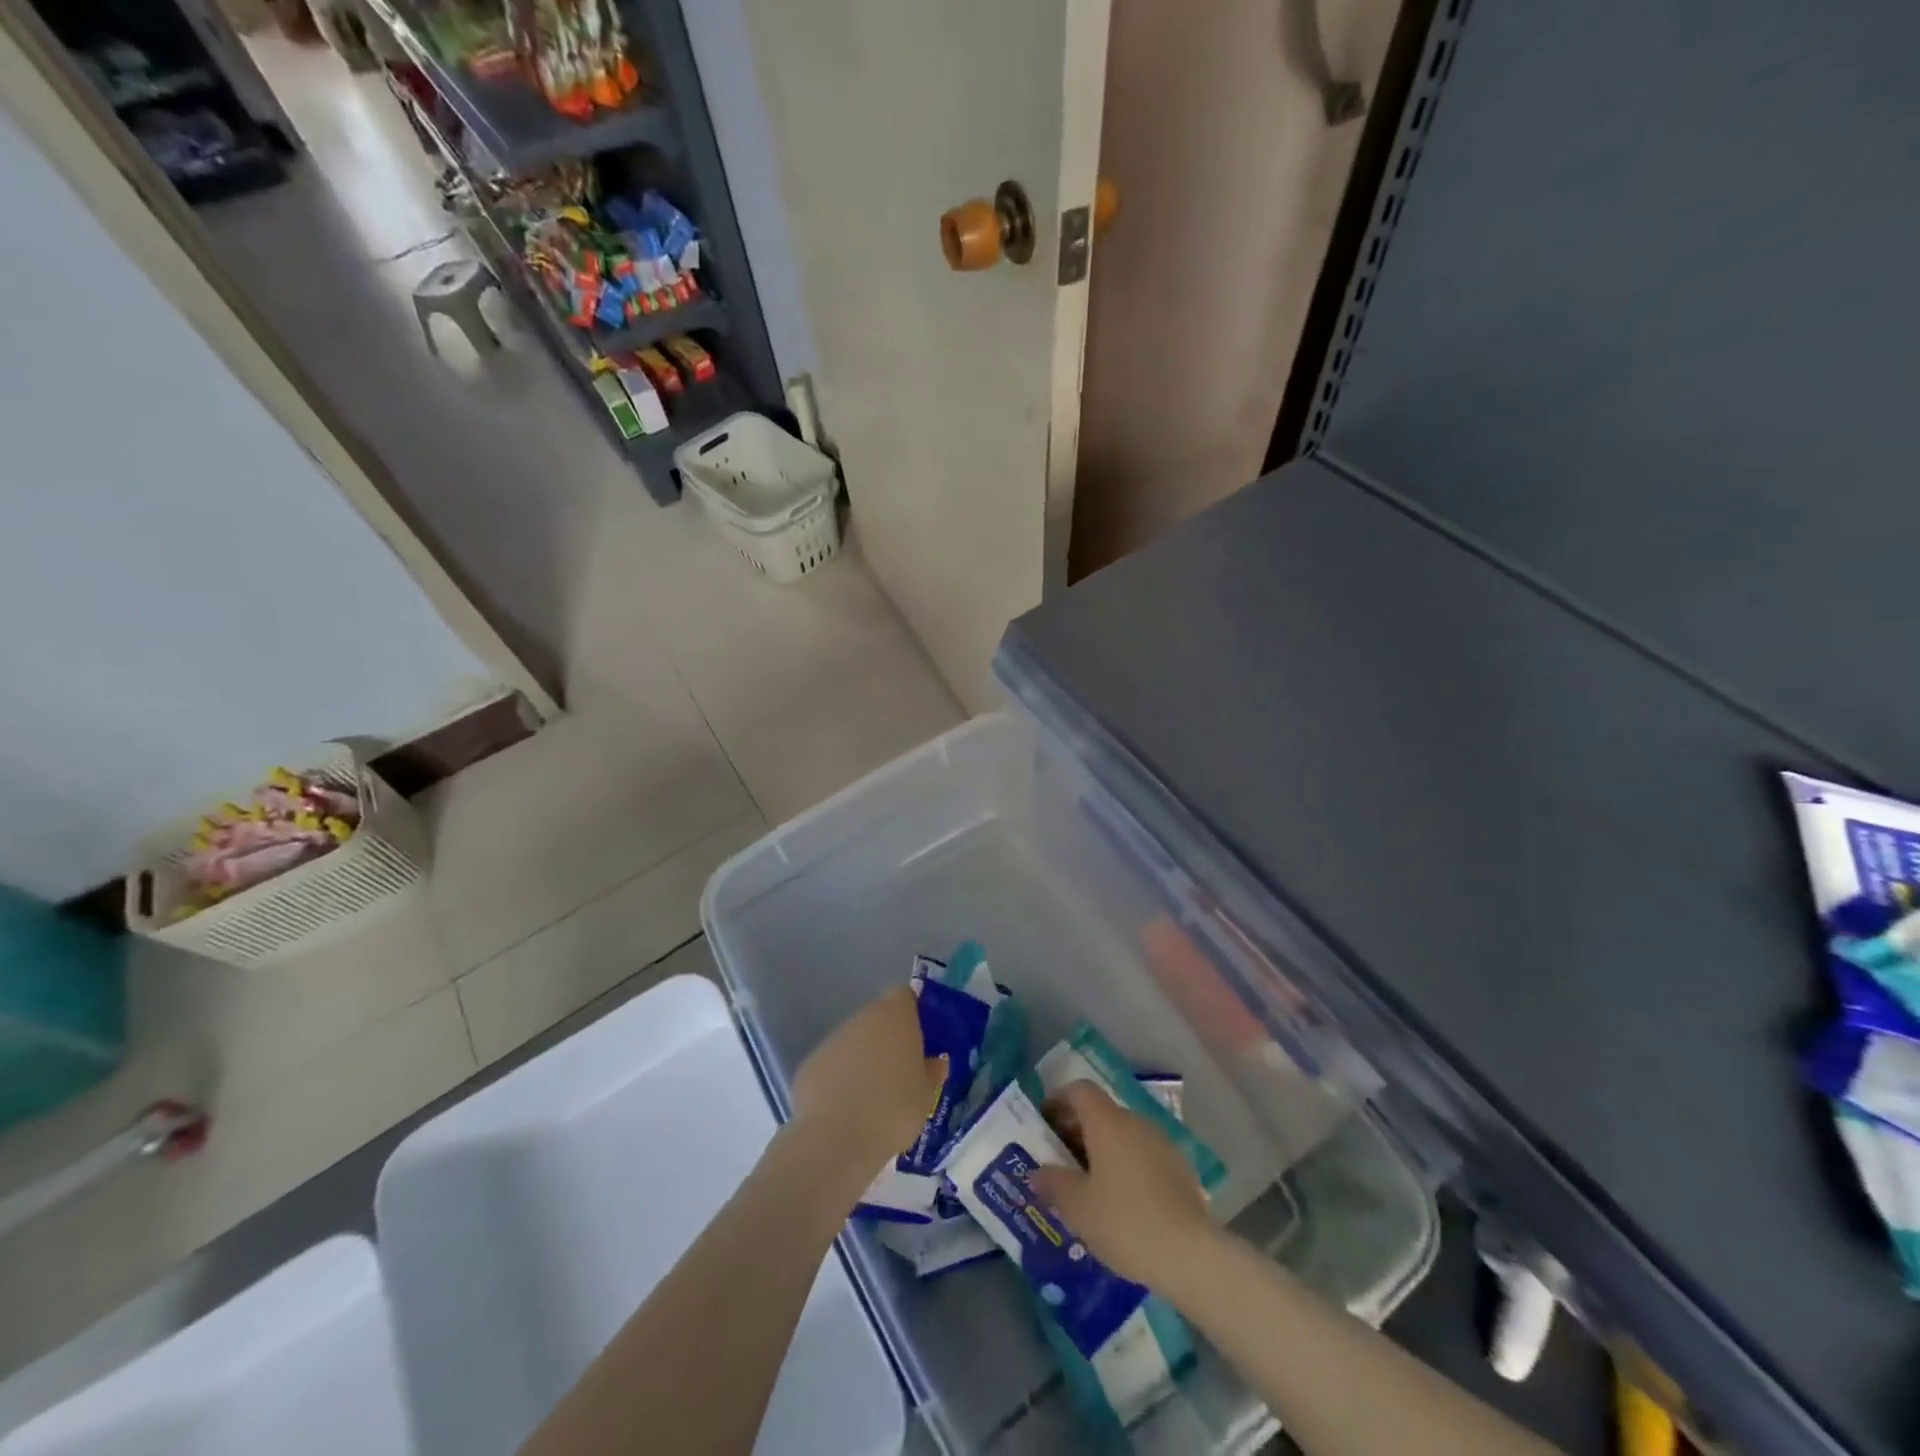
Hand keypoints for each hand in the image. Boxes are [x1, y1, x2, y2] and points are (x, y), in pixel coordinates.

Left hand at [791, 987, 944, 1167]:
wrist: (837, 1140)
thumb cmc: (894, 1110)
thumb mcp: (927, 1095)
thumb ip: (932, 1071)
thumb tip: (935, 1061)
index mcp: (894, 1016)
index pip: (904, 996)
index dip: (912, 1013)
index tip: (919, 1039)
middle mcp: (861, 1018)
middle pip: (878, 1019)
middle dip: (887, 1040)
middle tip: (899, 1074)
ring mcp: (831, 1040)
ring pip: (853, 1042)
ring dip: (862, 1060)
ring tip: (871, 1099)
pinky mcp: (809, 1064)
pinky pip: (832, 1066)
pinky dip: (838, 1080)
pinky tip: (844, 1111)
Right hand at [1028, 1081, 1212, 1288]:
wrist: (1191, 1254)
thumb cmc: (1124, 1221)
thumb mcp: (1078, 1207)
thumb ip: (1053, 1183)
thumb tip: (1037, 1172)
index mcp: (1108, 1121)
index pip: (1079, 1090)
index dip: (1058, 1100)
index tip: (1044, 1123)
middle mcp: (1135, 1122)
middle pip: (1101, 1111)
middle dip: (1077, 1130)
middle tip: (1059, 1159)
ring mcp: (1161, 1143)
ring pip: (1123, 1134)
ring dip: (1102, 1150)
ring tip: (1088, 1184)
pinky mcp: (1180, 1168)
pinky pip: (1142, 1155)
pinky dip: (1125, 1166)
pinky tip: (1121, 1201)